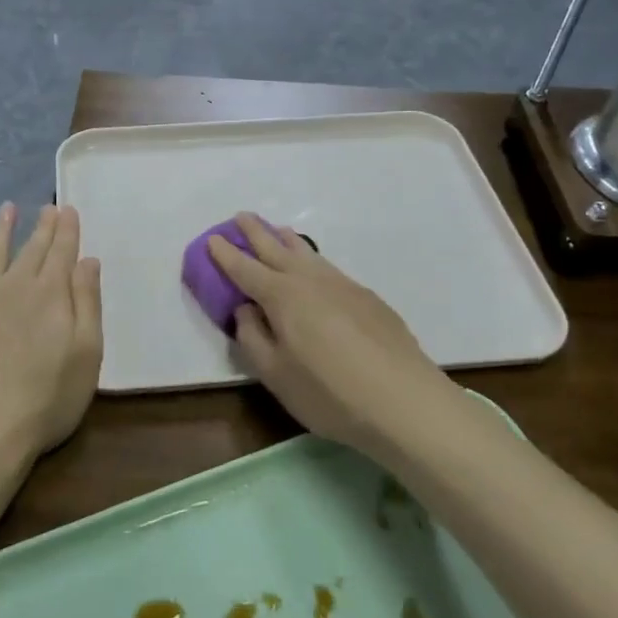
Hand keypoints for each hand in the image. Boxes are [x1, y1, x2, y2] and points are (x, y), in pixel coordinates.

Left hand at [0, 203, 102, 463]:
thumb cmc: (47, 397)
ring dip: (1, 229)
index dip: (67, 229)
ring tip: (7, 208)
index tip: (68, 209)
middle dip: (42, 226)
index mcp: (52, 293)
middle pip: (32, 248)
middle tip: (48, 207)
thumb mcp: (87, 353)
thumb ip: (88, 302)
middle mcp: (15, 284)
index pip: (62, 251)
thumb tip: (88, 260)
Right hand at [209, 212, 443, 455]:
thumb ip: (253, 337)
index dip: (226, 254)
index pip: (245, 269)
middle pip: (275, 248)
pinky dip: (312, 258)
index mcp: (281, 296)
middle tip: (241, 216)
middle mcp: (309, 280)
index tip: (212, 239)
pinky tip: (315, 268)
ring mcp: (342, 285)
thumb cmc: (329, 393)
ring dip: (286, 239)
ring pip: (307, 252)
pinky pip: (328, 266)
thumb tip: (245, 309)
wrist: (405, 401)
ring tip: (276, 230)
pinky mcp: (367, 297)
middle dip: (255, 232)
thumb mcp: (275, 375)